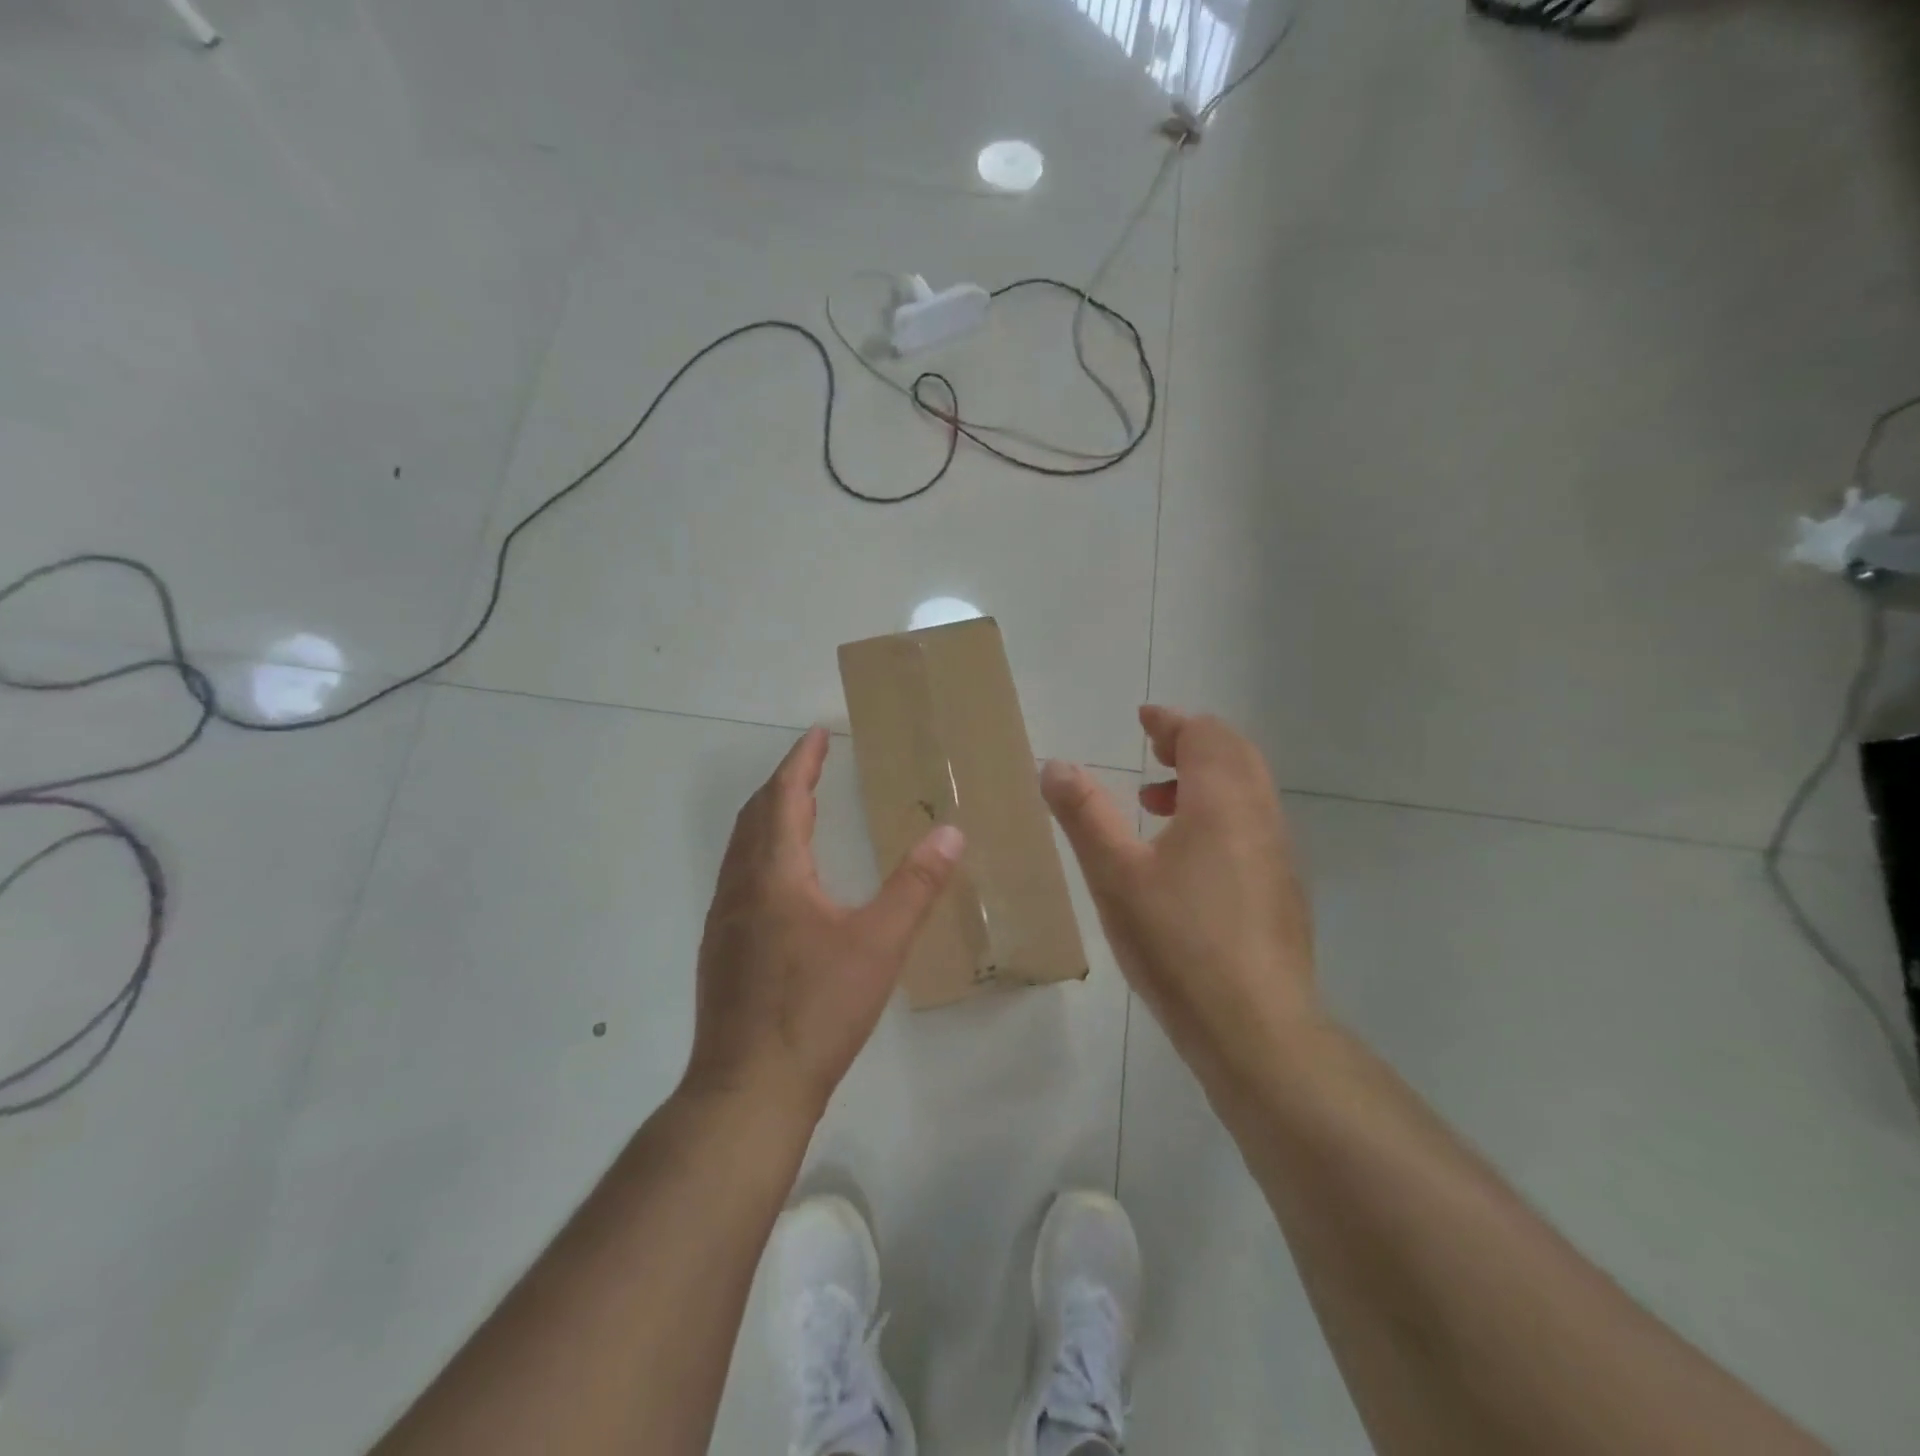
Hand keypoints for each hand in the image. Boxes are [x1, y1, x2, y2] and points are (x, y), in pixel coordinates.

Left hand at [684, 726, 964, 1117]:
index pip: (783, 798)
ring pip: (742, 848)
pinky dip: (762, 852)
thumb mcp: (879, 944)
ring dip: (768, 817)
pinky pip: (740, 877)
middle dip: (784, 782)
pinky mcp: (721, 950)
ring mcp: (723, 920)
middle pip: (756, 816)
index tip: (817, 733)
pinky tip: (784, 879)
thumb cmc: (817, 1011)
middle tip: (812, 762)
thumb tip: (951, 833)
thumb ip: (916, 886)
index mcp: (774, 875)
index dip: (801, 762)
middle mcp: (740, 887)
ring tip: (800, 807)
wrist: (749, 1089)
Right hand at [1041, 706, 1317, 1085]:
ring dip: (1205, 780)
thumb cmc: (1178, 942)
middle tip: (1152, 751)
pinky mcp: (1282, 891)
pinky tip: (1184, 860)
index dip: (1172, 721)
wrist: (1256, 1029)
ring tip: (1156, 804)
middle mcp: (1261, 818)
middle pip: (1235, 755)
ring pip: (1247, 792)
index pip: (1206, 735)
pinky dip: (1219, 814)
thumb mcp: (1115, 875)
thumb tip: (1055, 765)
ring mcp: (1279, 856)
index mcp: (1223, 803)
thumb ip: (1084, 814)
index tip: (1143, 719)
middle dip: (1192, 744)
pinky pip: (1252, 826)